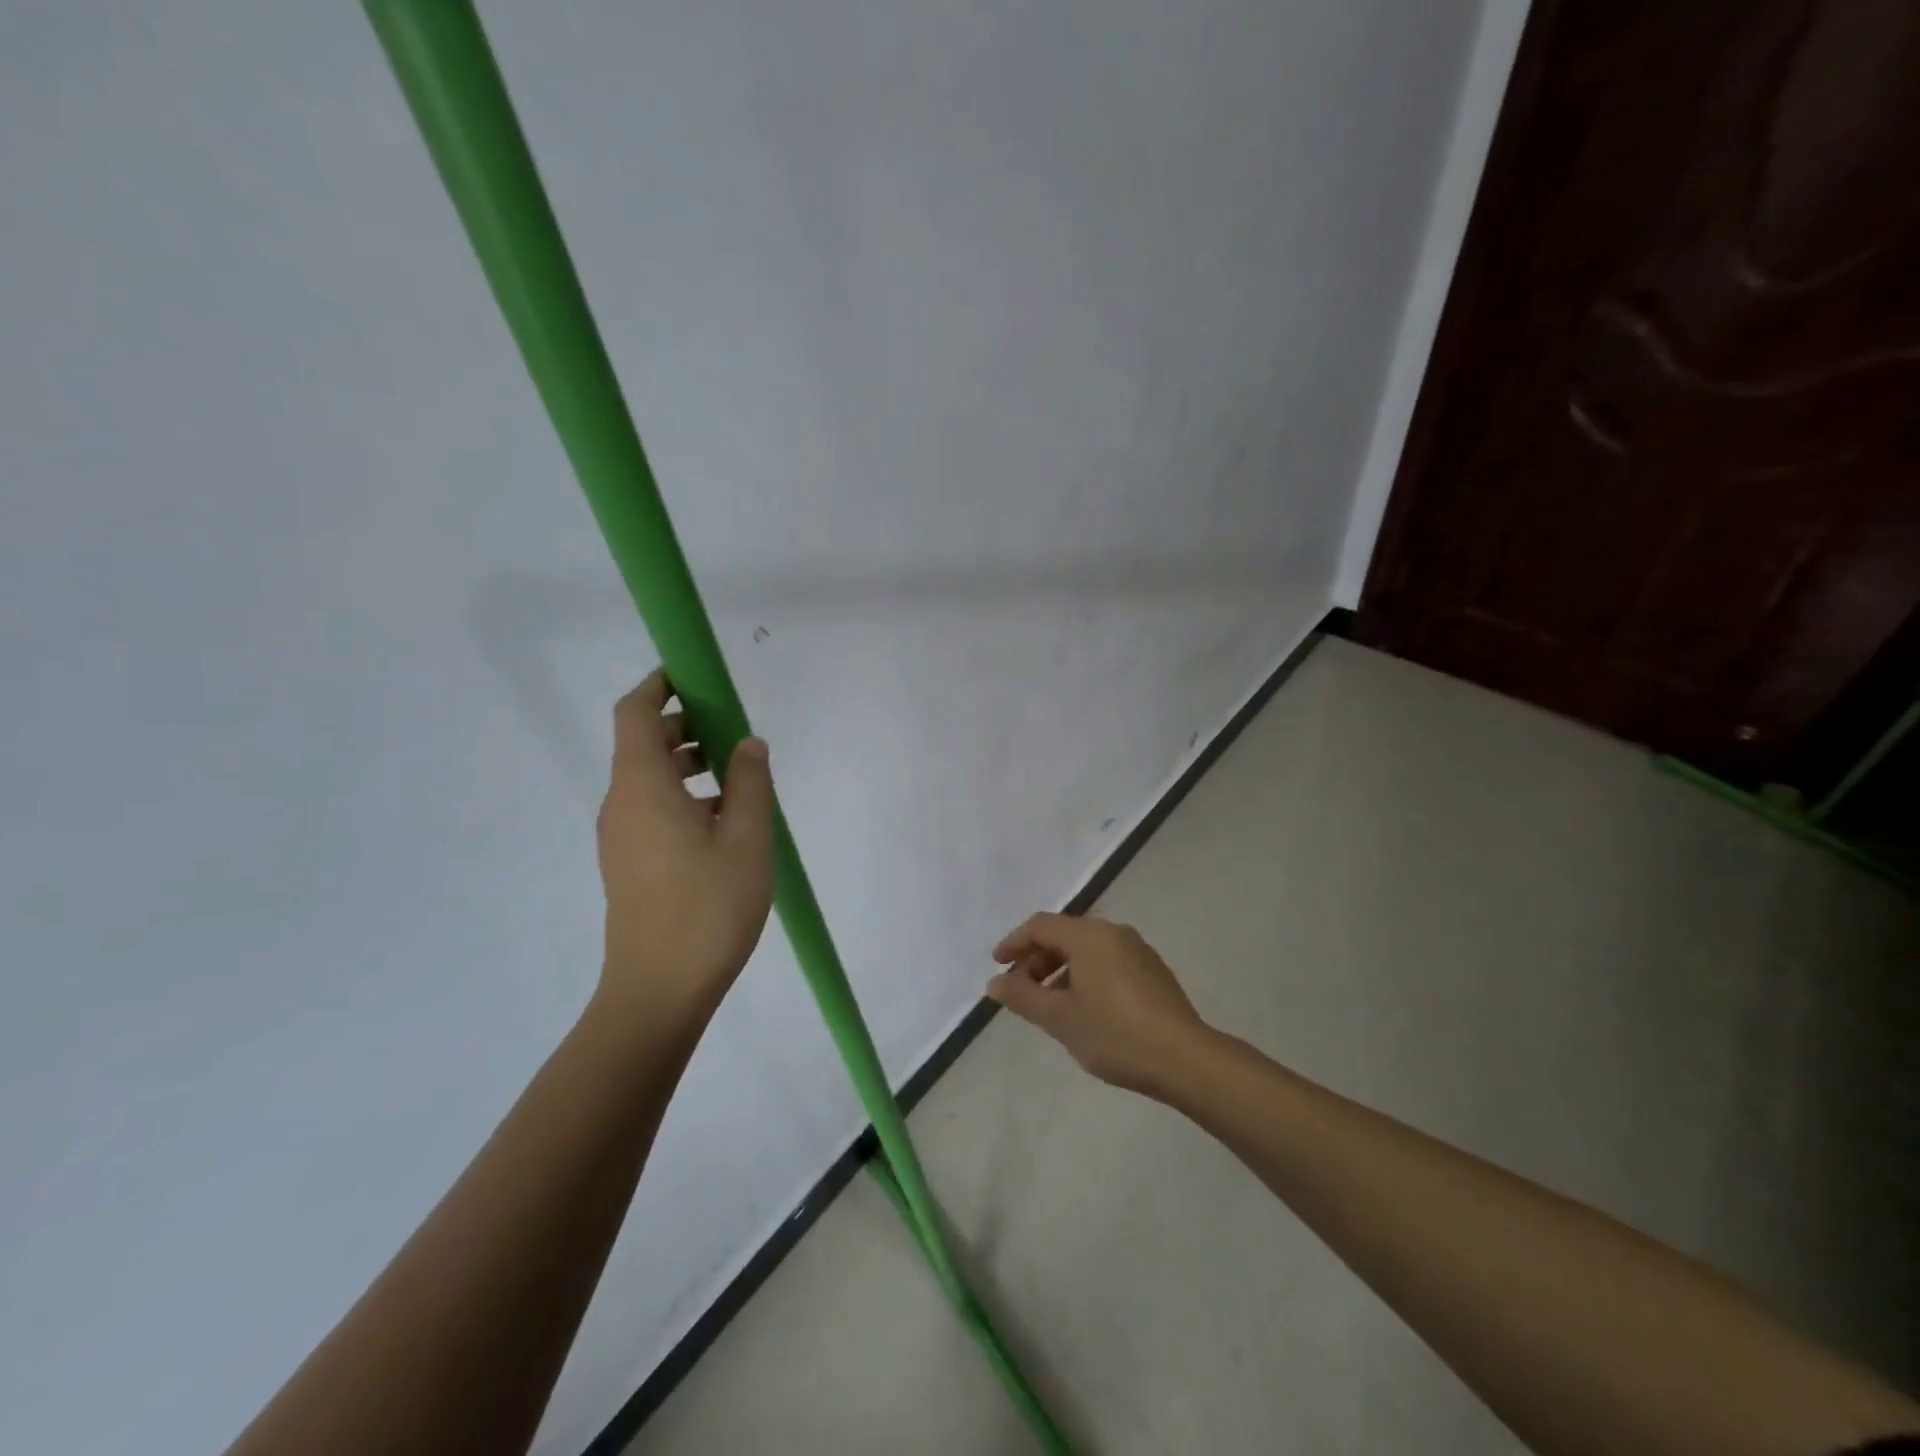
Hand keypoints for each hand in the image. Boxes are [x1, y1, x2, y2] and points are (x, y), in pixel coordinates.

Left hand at [595, 671, 775, 1027]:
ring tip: (738, 777)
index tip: (697, 676)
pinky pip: (651, 808)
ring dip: (688, 762)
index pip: (635, 712)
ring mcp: (621, 836)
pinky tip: (724, 821)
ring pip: (648, 778)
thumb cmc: (707, 907)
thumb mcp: (746, 838)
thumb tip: (747, 744)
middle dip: (685, 724)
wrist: (658, 991)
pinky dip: (683, 794)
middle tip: (734, 730)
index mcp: (642, 786)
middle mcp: (621, 803)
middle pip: (643, 742)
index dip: (660, 684)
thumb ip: (749, 782)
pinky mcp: (629, 863)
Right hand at [986, 912, 1211, 1095]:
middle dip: (1036, 959)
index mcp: (1089, 935)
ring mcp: (1137, 950)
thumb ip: (1022, 996)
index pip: (1040, 925)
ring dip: (1060, 969)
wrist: (1185, 1059)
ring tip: (1049, 1004)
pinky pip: (1107, 961)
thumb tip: (995, 982)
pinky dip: (1084, 975)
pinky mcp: (1152, 971)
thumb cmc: (1115, 1034)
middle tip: (1020, 990)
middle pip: (1064, 935)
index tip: (997, 966)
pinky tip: (1083, 1008)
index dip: (1014, 943)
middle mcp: (1114, 932)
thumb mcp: (1060, 1018)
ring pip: (1086, 949)